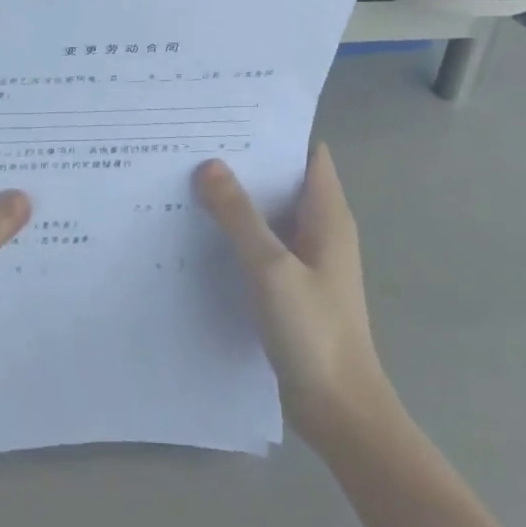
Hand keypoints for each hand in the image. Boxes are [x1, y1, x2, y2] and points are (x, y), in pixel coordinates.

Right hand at [194, 145, 390, 436]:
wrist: (339, 411)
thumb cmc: (314, 332)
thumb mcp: (271, 267)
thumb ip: (239, 216)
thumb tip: (208, 164)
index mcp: (328, 216)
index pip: (307, 154)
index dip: (275, 131)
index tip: (229, 116)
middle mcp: (319, 231)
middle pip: (283, 180)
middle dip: (244, 161)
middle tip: (193, 142)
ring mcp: (305, 261)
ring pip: (268, 214)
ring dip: (236, 198)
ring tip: (186, 177)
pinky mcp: (289, 287)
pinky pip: (260, 245)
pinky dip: (235, 232)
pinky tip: (198, 231)